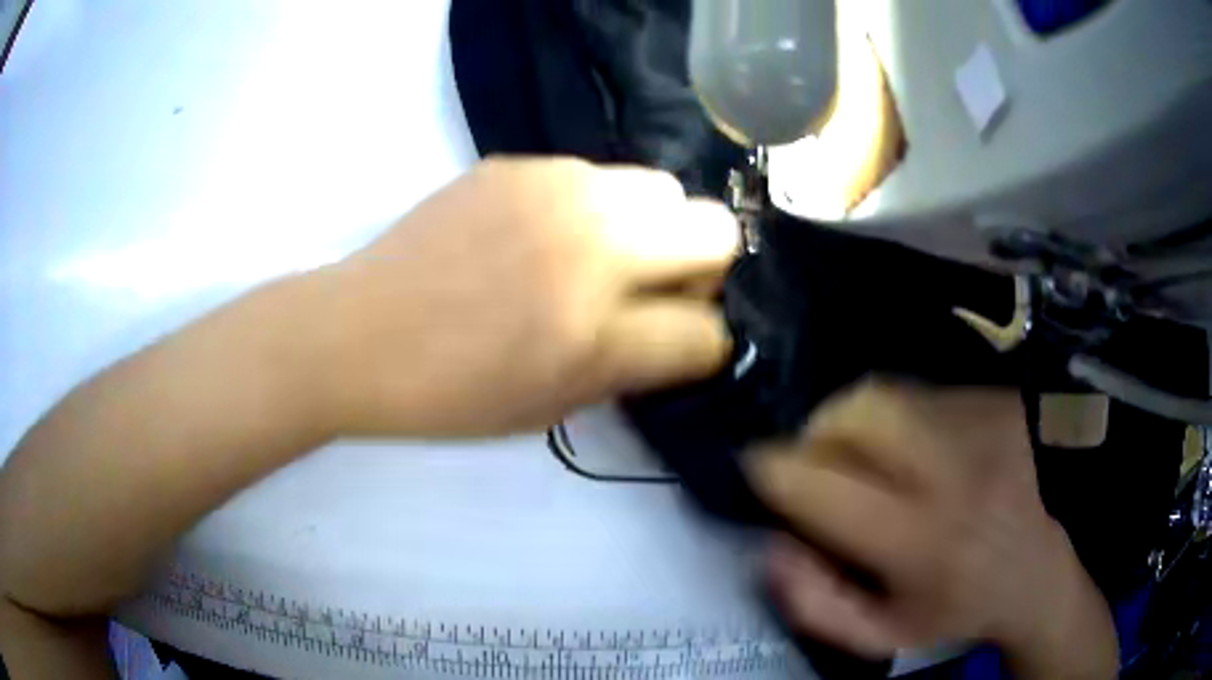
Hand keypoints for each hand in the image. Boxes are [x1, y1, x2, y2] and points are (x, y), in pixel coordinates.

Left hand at [315, 157, 739, 436]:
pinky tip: (544, 233)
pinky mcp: (520, 164)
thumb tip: (678, 329)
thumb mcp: (551, 407)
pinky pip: (597, 176)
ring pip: (663, 189)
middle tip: (654, 288)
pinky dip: (594, 207)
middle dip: (702, 266)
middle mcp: (592, 248)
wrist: (358, 333)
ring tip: (598, 255)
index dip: (701, 344)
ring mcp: (556, 191)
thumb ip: (630, 367)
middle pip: (716, 231)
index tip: (676, 343)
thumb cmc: (448, 393)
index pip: (709, 332)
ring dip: (650, 228)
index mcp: (594, 335)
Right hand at [744, 381, 1117, 677]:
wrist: (1042, 570)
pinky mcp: (999, 400)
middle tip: (823, 458)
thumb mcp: (882, 635)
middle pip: (860, 410)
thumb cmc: (958, 610)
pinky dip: (906, 417)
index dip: (775, 468)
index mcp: (919, 540)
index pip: (822, 482)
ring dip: (863, 423)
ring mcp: (984, 423)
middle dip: (821, 428)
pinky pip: (926, 391)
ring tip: (877, 459)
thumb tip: (770, 544)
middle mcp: (954, 469)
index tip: (761, 469)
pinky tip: (926, 452)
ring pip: (890, 392)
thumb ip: (815, 603)